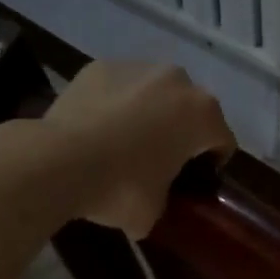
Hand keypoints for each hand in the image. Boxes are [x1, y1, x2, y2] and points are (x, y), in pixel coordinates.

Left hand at [43, 61, 235, 237]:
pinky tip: (96, 127)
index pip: (222, 141)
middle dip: (180, 132)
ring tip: (122, 141)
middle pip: (190, 110)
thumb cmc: (119, 187)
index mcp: (203, 114)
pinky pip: (120, 87)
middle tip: (158, 162)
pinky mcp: (101, 66)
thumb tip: (156, 199)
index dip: (211, 164)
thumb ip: (167, 199)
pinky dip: (115, 102)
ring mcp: (138, 67)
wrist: (57, 161)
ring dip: (149, 112)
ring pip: (155, 92)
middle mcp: (179, 80)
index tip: (192, 182)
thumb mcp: (154, 212)